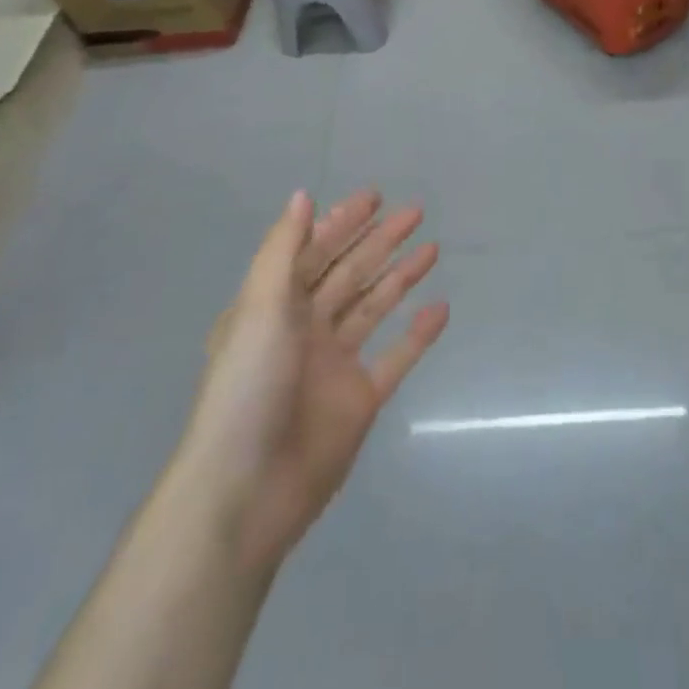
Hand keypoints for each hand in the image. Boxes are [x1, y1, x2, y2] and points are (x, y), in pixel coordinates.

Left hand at [176, 189, 447, 566]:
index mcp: (274, 307)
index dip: (342, 222)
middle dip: (379, 240)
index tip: (375, 196)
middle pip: (349, 273)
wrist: (247, 491)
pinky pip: (395, 357)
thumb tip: (302, 196)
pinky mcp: (360, 399)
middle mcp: (304, 329)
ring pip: (374, 308)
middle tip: (416, 212)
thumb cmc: (249, 388)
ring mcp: (334, 365)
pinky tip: (441, 308)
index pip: (314, 252)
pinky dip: (418, 334)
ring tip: (434, 249)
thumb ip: (283, 251)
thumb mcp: (259, 309)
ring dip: (401, 276)